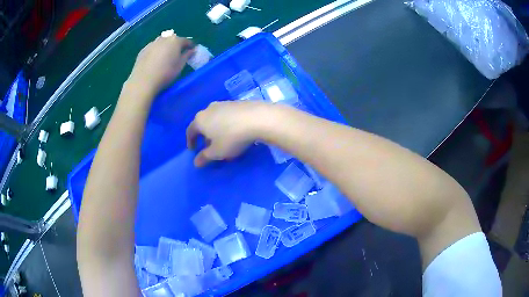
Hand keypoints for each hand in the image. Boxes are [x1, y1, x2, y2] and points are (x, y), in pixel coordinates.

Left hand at [127, 33, 194, 95]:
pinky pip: (153, 48)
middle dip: (176, 45)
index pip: (186, 40)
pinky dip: (156, 51)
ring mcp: (152, 43)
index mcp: (175, 41)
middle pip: (172, 39)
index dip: (190, 46)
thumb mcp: (180, 66)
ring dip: (165, 46)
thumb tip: (192, 50)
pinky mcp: (143, 50)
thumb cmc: (165, 73)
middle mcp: (164, 39)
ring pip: (162, 42)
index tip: (192, 51)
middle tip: (178, 54)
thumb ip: (187, 56)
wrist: (143, 81)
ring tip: (165, 56)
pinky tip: (155, 60)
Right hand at [186, 101, 274, 166]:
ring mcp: (223, 103)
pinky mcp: (237, 102)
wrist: (258, 118)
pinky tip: (235, 131)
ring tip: (223, 139)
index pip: (190, 131)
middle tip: (209, 146)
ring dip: (216, 129)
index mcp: (200, 120)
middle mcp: (209, 109)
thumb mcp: (217, 152)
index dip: (190, 141)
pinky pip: (227, 115)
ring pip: (215, 118)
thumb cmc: (232, 137)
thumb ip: (204, 157)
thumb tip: (195, 162)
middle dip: (204, 135)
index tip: (193, 150)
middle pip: (203, 123)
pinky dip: (227, 123)